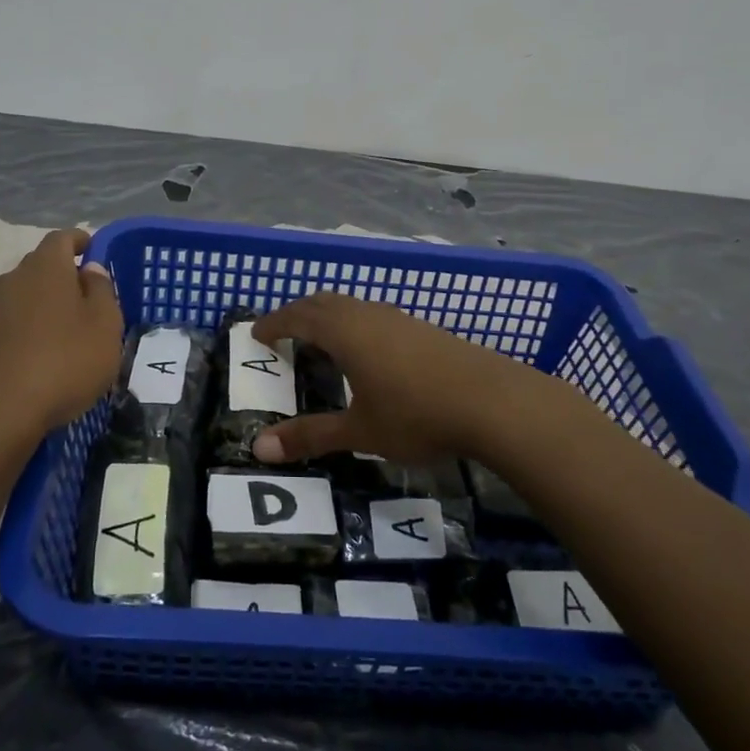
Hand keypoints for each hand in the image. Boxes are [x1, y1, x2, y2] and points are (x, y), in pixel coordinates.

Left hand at [0, 229, 123, 440]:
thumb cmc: (64, 363)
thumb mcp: (104, 327)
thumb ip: (101, 291)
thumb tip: (89, 270)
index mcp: (45, 268)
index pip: (62, 238)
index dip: (80, 241)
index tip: (94, 251)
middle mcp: (11, 280)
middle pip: (40, 267)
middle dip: (64, 277)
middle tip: (88, 301)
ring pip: (23, 297)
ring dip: (44, 307)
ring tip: (66, 335)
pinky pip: (9, 324)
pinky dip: (27, 332)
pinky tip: (41, 359)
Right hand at [250, 291, 536, 463]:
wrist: (494, 402)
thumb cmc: (417, 415)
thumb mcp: (360, 431)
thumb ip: (311, 436)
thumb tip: (259, 448)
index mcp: (346, 332)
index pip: (299, 316)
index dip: (274, 323)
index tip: (255, 332)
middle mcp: (369, 315)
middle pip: (324, 302)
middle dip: (298, 313)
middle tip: (282, 330)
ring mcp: (400, 319)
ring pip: (353, 306)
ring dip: (329, 316)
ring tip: (320, 339)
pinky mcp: (424, 330)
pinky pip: (375, 316)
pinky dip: (355, 324)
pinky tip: (368, 351)